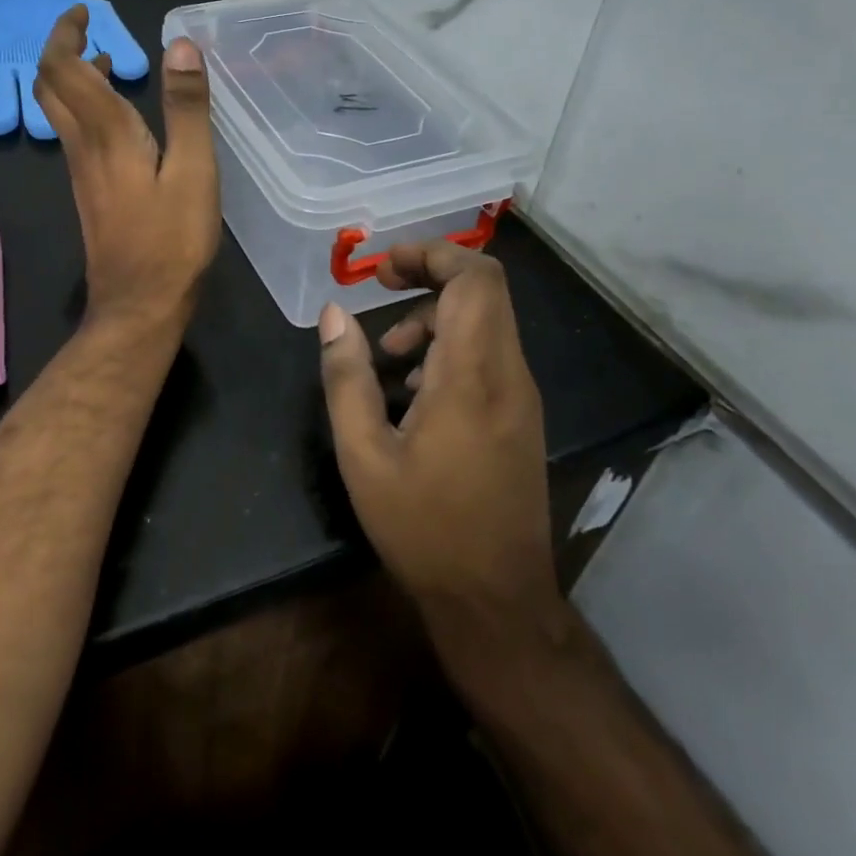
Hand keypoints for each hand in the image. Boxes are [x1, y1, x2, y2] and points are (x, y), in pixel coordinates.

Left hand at [35, 5, 219, 333]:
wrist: (139, 305)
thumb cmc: (172, 240)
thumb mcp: (193, 171)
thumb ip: (186, 108)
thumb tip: (179, 45)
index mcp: (105, 134)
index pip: (64, 69)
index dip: (65, 35)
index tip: (84, 14)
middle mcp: (82, 147)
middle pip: (50, 87)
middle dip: (61, 51)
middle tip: (89, 31)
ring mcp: (82, 172)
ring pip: (59, 112)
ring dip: (73, 79)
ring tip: (108, 62)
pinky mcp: (90, 192)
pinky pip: (75, 135)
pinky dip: (86, 108)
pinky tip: (119, 116)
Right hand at [317, 243, 561, 652]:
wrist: (496, 601)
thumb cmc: (423, 528)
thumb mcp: (364, 455)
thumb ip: (346, 377)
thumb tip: (334, 314)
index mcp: (472, 377)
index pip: (475, 279)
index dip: (432, 254)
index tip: (382, 267)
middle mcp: (508, 374)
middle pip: (484, 290)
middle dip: (430, 274)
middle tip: (380, 288)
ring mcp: (521, 396)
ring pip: (486, 321)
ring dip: (434, 318)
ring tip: (387, 358)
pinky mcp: (520, 416)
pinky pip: (488, 354)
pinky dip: (449, 348)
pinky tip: (412, 393)